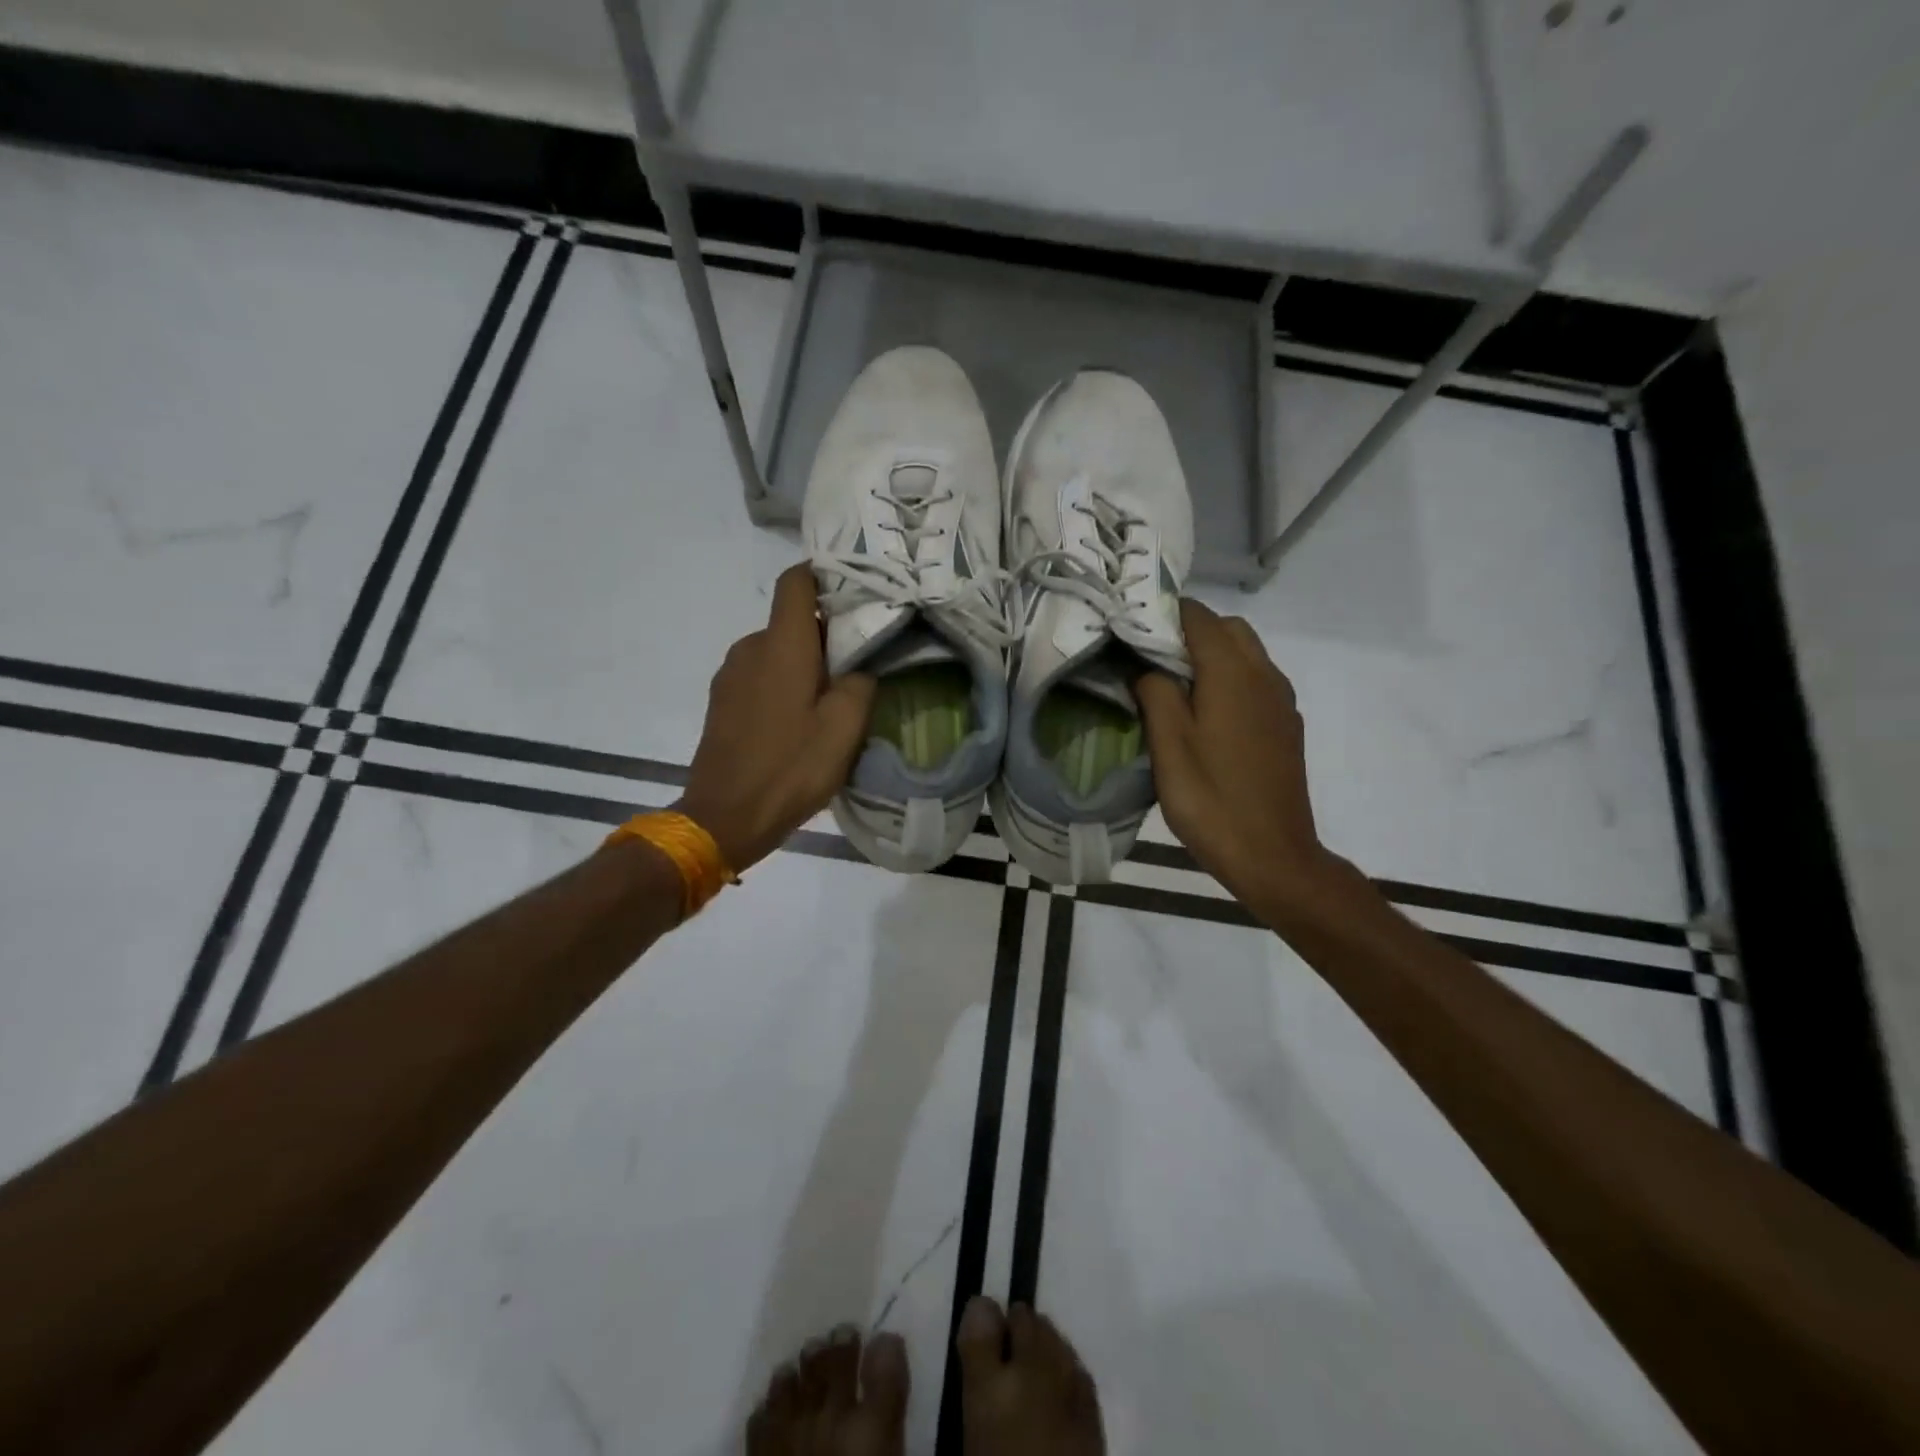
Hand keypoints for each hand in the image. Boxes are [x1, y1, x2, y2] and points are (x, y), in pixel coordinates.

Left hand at [675, 564, 875, 871]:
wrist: (724, 817)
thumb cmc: (790, 768)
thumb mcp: (844, 728)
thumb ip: (861, 683)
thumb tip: (861, 667)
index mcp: (781, 644)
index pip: (796, 581)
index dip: (825, 575)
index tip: (856, 592)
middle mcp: (750, 647)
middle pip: (792, 621)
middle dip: (826, 635)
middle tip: (860, 666)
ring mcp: (730, 675)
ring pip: (777, 652)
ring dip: (805, 665)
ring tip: (831, 701)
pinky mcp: (722, 701)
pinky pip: (760, 676)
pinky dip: (783, 685)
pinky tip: (799, 722)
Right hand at [1136, 599, 1336, 917]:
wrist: (1272, 855)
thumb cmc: (1211, 799)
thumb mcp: (1169, 744)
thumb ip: (1154, 692)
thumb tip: (1144, 665)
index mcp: (1233, 673)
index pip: (1197, 616)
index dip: (1162, 614)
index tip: (1129, 630)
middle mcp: (1264, 675)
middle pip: (1227, 628)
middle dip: (1188, 632)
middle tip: (1149, 660)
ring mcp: (1280, 701)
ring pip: (1245, 653)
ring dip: (1210, 655)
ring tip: (1173, 687)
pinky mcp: (1285, 725)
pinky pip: (1256, 680)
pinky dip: (1229, 678)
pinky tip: (1205, 716)